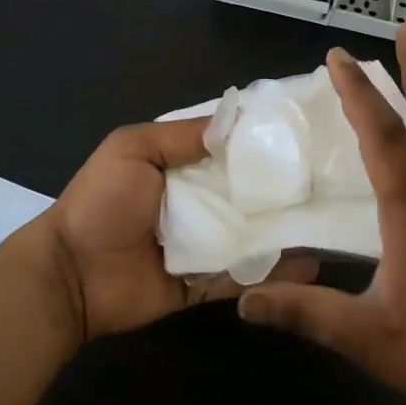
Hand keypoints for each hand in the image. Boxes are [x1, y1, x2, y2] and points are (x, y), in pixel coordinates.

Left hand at [41, 118, 317, 342]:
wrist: (71, 275)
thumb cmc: (100, 203)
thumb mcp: (132, 149)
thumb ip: (181, 136)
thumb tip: (237, 121)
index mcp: (180, 165)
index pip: (230, 149)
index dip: (262, 141)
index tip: (307, 133)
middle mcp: (198, 201)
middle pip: (249, 192)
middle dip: (285, 187)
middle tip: (334, 181)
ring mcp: (204, 244)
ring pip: (254, 235)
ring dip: (287, 231)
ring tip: (335, 223)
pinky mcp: (205, 284)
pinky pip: (242, 277)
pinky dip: (273, 275)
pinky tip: (311, 267)